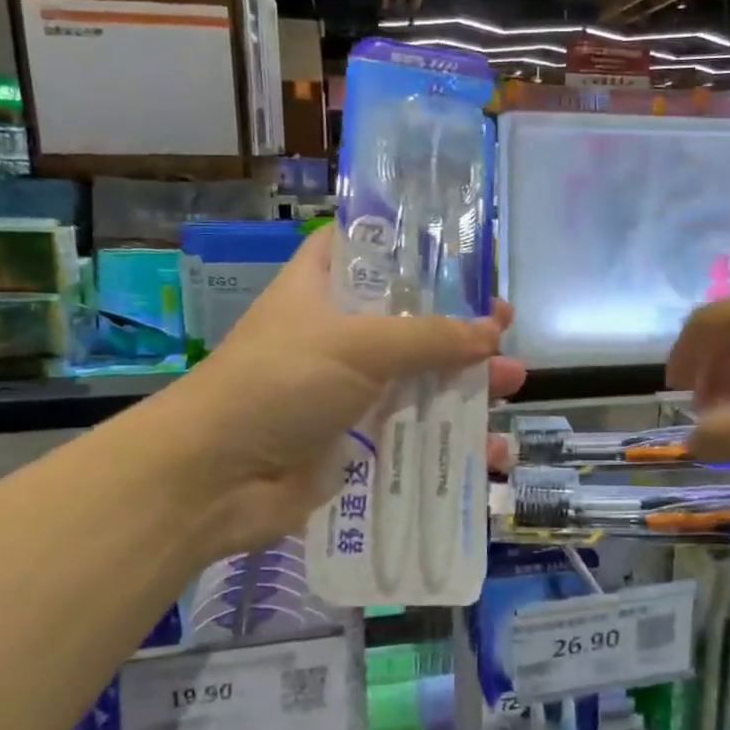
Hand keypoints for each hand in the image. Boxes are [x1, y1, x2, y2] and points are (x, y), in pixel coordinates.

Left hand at [172, 229, 524, 551]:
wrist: (216, 480)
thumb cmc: (279, 385)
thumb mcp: (358, 344)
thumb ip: (430, 336)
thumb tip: (492, 332)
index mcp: (324, 290)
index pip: (366, 251)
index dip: (411, 249)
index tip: (460, 256)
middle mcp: (340, 335)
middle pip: (411, 320)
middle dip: (461, 326)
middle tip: (504, 328)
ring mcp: (350, 391)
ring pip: (422, 379)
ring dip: (469, 383)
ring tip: (513, 385)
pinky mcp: (360, 441)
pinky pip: (417, 434)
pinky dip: (455, 442)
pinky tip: (495, 453)